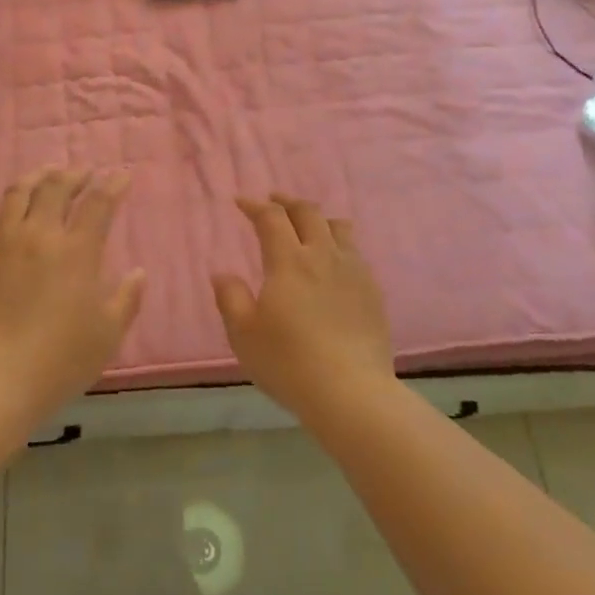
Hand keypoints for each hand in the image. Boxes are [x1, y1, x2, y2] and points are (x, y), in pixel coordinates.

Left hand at [0, 167, 146, 418]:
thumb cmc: (57, 362)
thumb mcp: (106, 336)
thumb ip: (126, 299)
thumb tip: (138, 272)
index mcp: (76, 252)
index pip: (99, 203)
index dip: (113, 185)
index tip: (122, 176)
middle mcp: (38, 234)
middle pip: (56, 187)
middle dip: (74, 174)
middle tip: (84, 173)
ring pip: (18, 192)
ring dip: (37, 177)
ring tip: (46, 175)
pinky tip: (2, 201)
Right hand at [211, 195, 395, 416]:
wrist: (351, 392)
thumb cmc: (288, 362)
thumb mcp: (243, 334)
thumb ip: (230, 297)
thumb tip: (222, 273)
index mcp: (289, 261)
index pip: (272, 218)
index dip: (255, 206)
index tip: (241, 202)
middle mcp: (323, 256)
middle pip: (308, 213)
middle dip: (287, 202)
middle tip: (273, 202)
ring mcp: (354, 272)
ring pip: (338, 228)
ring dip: (318, 219)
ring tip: (307, 226)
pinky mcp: (373, 292)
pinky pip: (355, 253)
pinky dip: (338, 244)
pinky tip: (333, 262)